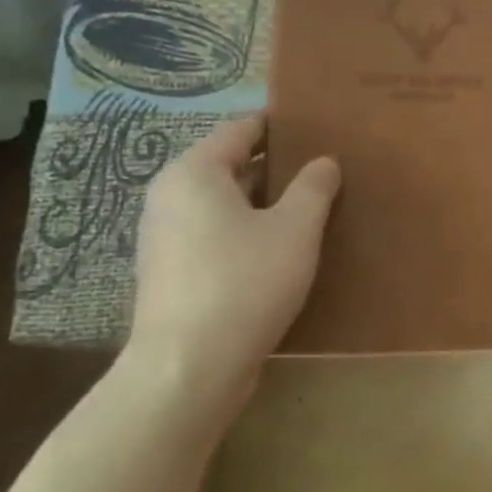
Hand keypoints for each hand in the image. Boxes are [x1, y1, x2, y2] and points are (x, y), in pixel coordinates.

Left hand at [128, 117, 339, 401]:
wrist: (190, 365)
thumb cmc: (245, 282)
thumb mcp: (295, 230)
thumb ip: (313, 188)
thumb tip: (324, 161)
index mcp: (194, 173)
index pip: (240, 129)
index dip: (279, 125)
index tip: (316, 127)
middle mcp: (171, 197)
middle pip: (231, 167)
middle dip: (277, 168)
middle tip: (324, 171)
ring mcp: (167, 238)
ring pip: (225, 206)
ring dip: (265, 205)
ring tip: (311, 210)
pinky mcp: (174, 273)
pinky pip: (217, 236)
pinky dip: (248, 234)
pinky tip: (282, 252)